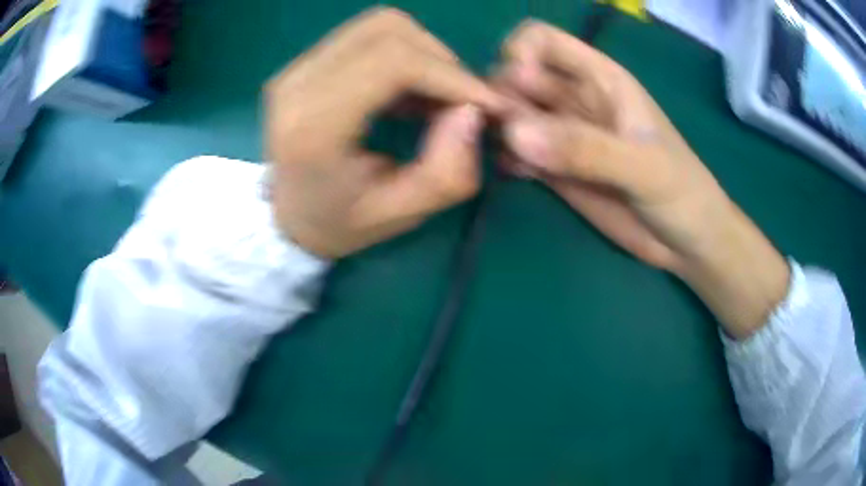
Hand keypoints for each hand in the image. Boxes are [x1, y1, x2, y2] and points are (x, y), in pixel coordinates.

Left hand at [266, 8, 502, 258]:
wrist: (283, 217)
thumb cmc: (338, 223)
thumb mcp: (400, 215)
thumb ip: (447, 172)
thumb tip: (473, 112)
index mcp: (314, 124)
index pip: (394, 62)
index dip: (452, 74)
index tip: (486, 103)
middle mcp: (298, 82)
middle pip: (389, 31)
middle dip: (442, 61)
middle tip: (461, 102)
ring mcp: (296, 67)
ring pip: (380, 26)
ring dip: (423, 54)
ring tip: (435, 97)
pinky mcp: (304, 62)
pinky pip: (367, 36)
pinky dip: (403, 54)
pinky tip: (409, 91)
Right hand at [496, 21, 788, 337]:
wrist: (688, 242)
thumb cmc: (681, 193)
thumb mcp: (643, 167)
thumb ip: (586, 149)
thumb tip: (514, 132)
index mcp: (600, 78)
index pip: (542, 40)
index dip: (519, 53)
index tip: (516, 87)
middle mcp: (575, 99)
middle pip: (515, 75)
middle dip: (500, 96)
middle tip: (502, 130)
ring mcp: (564, 135)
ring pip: (512, 113)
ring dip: (496, 127)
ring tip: (507, 153)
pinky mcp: (557, 169)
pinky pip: (517, 152)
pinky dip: (506, 157)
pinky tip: (514, 174)